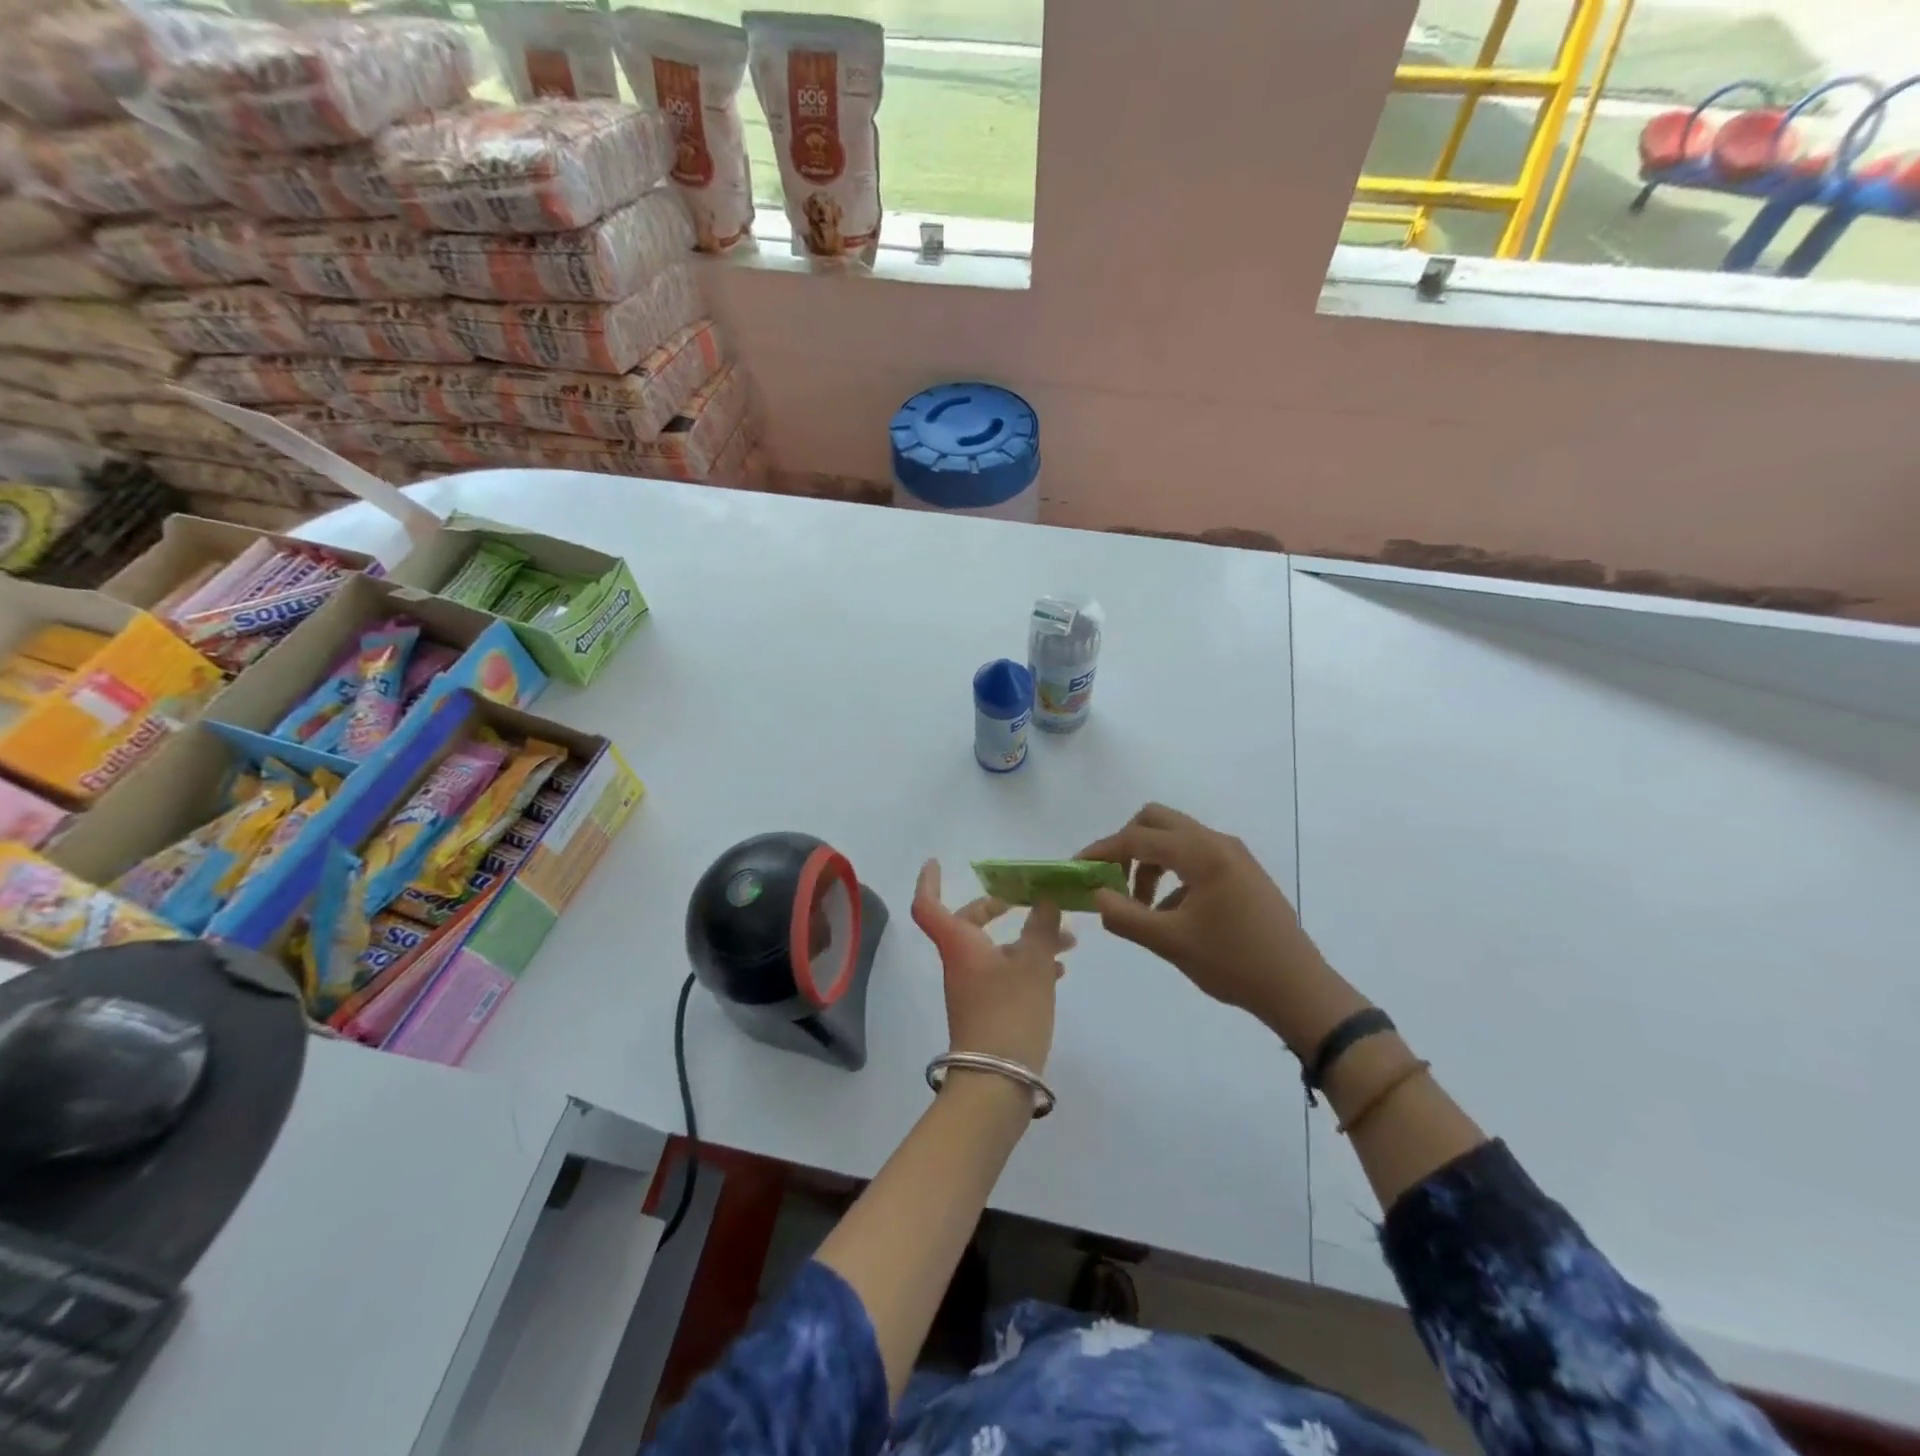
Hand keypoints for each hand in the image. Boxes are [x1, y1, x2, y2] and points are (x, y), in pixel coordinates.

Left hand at [911, 859, 1073, 1073]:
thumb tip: (1046, 899)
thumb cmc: (1009, 1012)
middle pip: (967, 923)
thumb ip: (1042, 927)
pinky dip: (1029, 964)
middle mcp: (960, 962)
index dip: (929, 881)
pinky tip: (1061, 968)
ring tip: (1068, 939)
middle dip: (996, 907)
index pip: (929, 905)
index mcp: (959, 944)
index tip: (936, 862)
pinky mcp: (988, 1010)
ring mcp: (972, 988)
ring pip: (994, 949)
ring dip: (1026, 938)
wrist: (997, 1083)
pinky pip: (1005, 973)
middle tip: (1025, 899)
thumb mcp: (1034, 964)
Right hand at [1080, 804, 1344, 1048]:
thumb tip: (1096, 895)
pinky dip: (1173, 870)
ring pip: (1176, 837)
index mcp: (1201, 854)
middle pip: (1157, 820)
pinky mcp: (1242, 870)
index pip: (1138, 837)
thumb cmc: (1233, 963)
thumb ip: (1125, 916)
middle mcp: (1217, 842)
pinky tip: (1171, 911)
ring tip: (1141, 904)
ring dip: (1150, 859)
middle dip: (1127, 844)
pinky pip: (1195, 854)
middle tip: (1113, 879)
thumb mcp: (1170, 943)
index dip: (1102, 850)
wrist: (1298, 988)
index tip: (1077, 866)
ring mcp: (1233, 854)